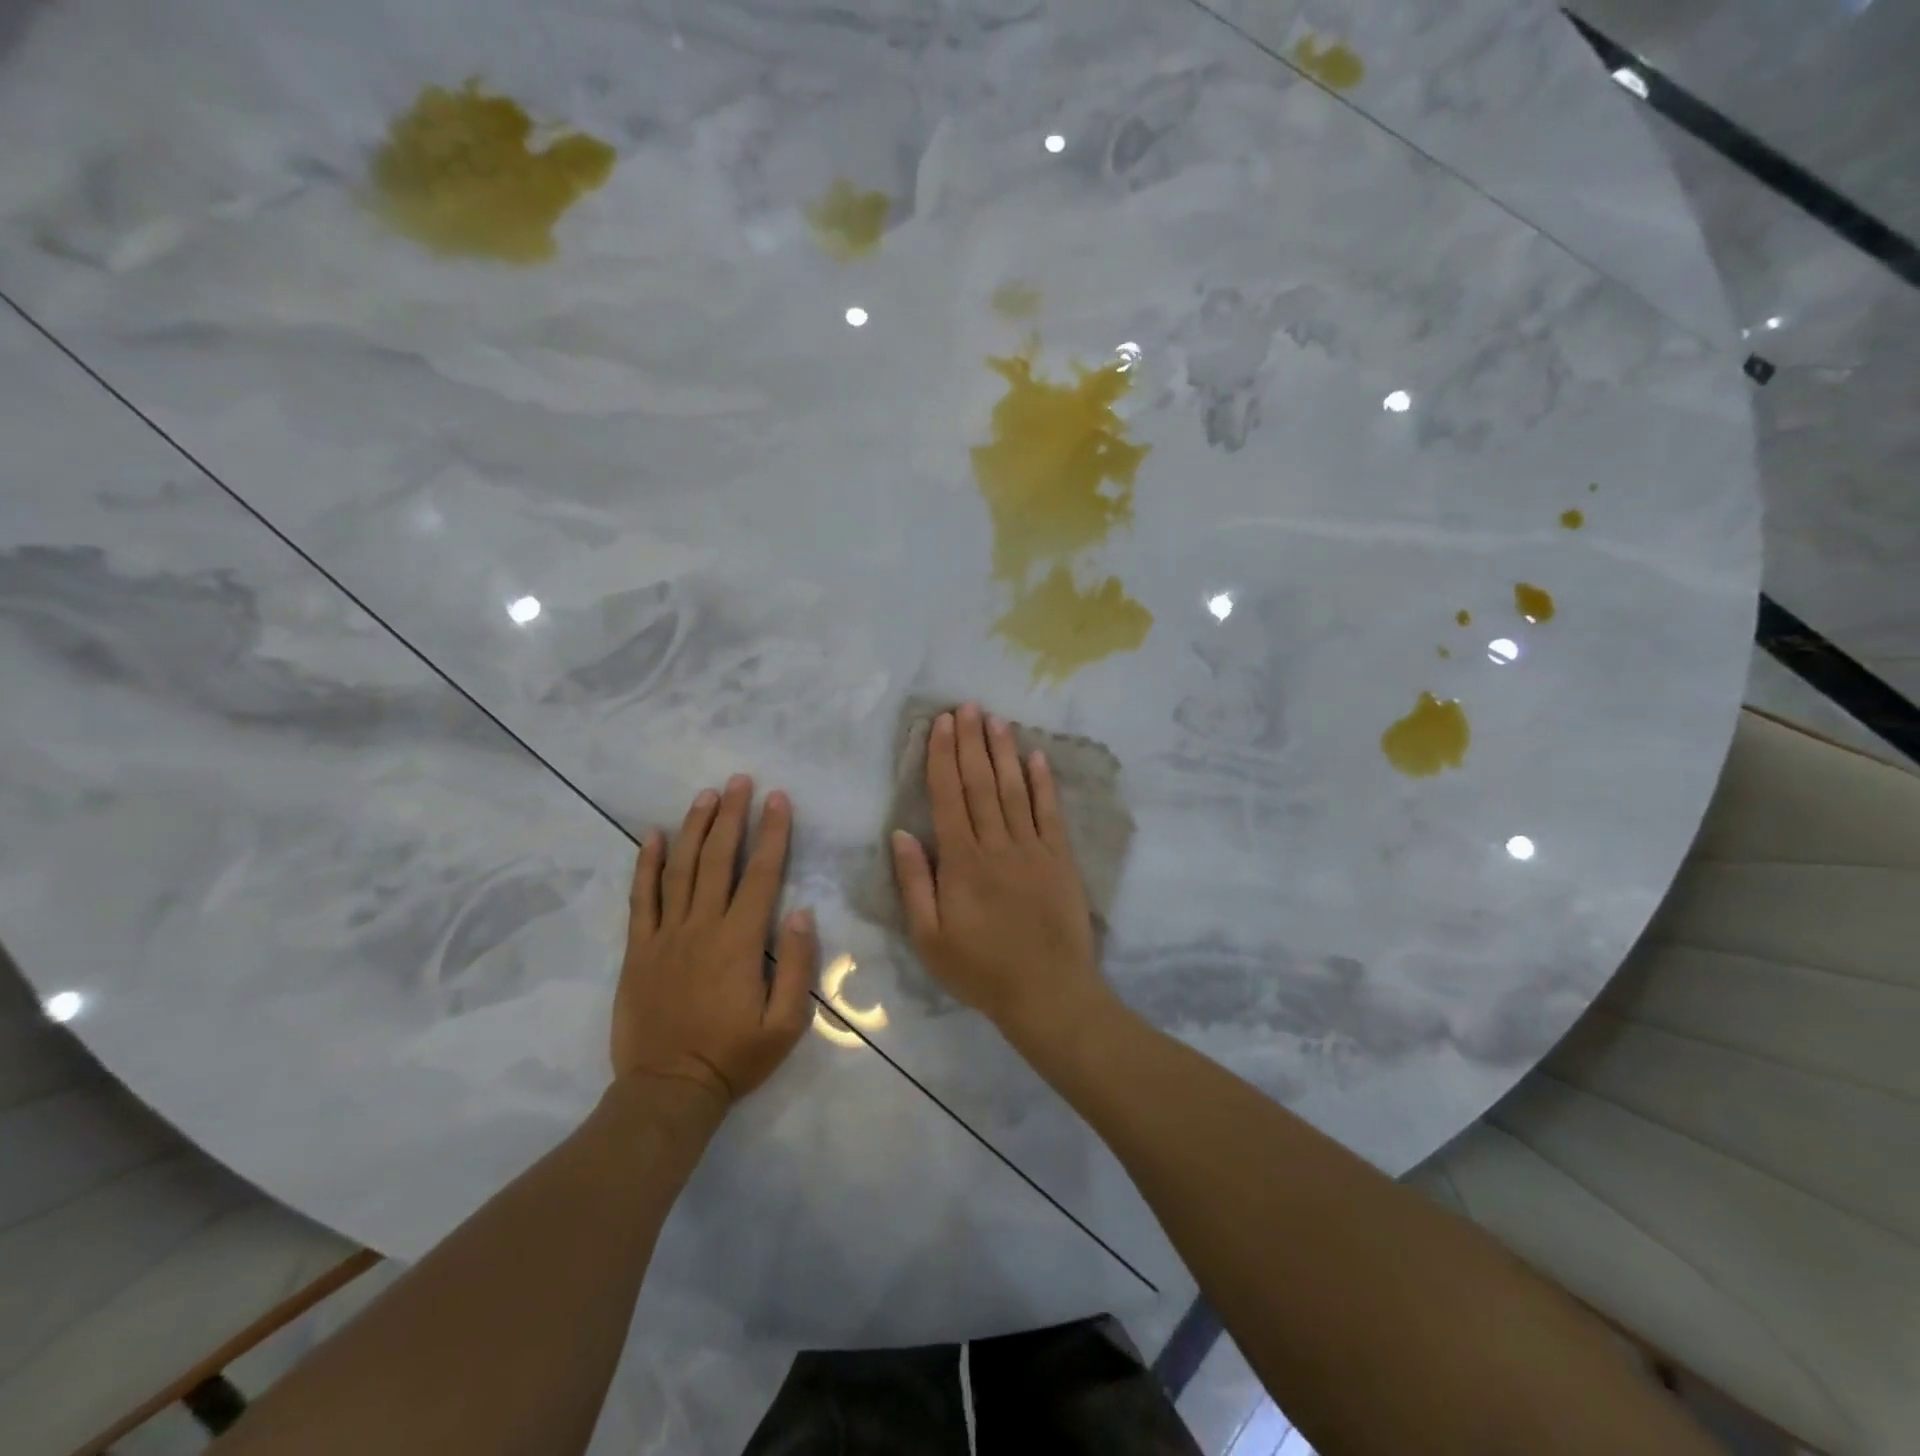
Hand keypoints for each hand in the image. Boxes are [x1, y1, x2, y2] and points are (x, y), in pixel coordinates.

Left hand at [612, 776, 817, 1108]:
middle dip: (731, 815)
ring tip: (705, 795)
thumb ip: (797, 965)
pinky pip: (640, 898)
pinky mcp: (638, 949)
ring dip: (694, 828)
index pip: (761, 873)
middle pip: (717, 859)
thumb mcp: (787, 1023)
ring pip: (679, 869)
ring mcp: (665, 935)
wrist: (668, 1090)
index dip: (772, 832)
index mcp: (740, 941)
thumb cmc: (735, 1057)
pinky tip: (651, 835)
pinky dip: (645, 864)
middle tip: (738, 780)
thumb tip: (801, 911)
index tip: (778, 798)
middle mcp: (701, 926)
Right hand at [890, 704, 1112, 1043]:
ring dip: (1004, 752)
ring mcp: (1033, 848)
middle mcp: (997, 844)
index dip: (943, 756)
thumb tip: (902, 833)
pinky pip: (1050, 813)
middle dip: (972, 742)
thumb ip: (915, 883)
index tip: (942, 723)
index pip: (948, 796)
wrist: (1047, 992)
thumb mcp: (930, 937)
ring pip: (1015, 789)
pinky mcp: (1060, 859)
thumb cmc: (980, 969)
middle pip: (981, 783)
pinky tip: (1036, 757)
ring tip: (996, 720)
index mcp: (962, 861)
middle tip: (968, 706)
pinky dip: (1043, 783)